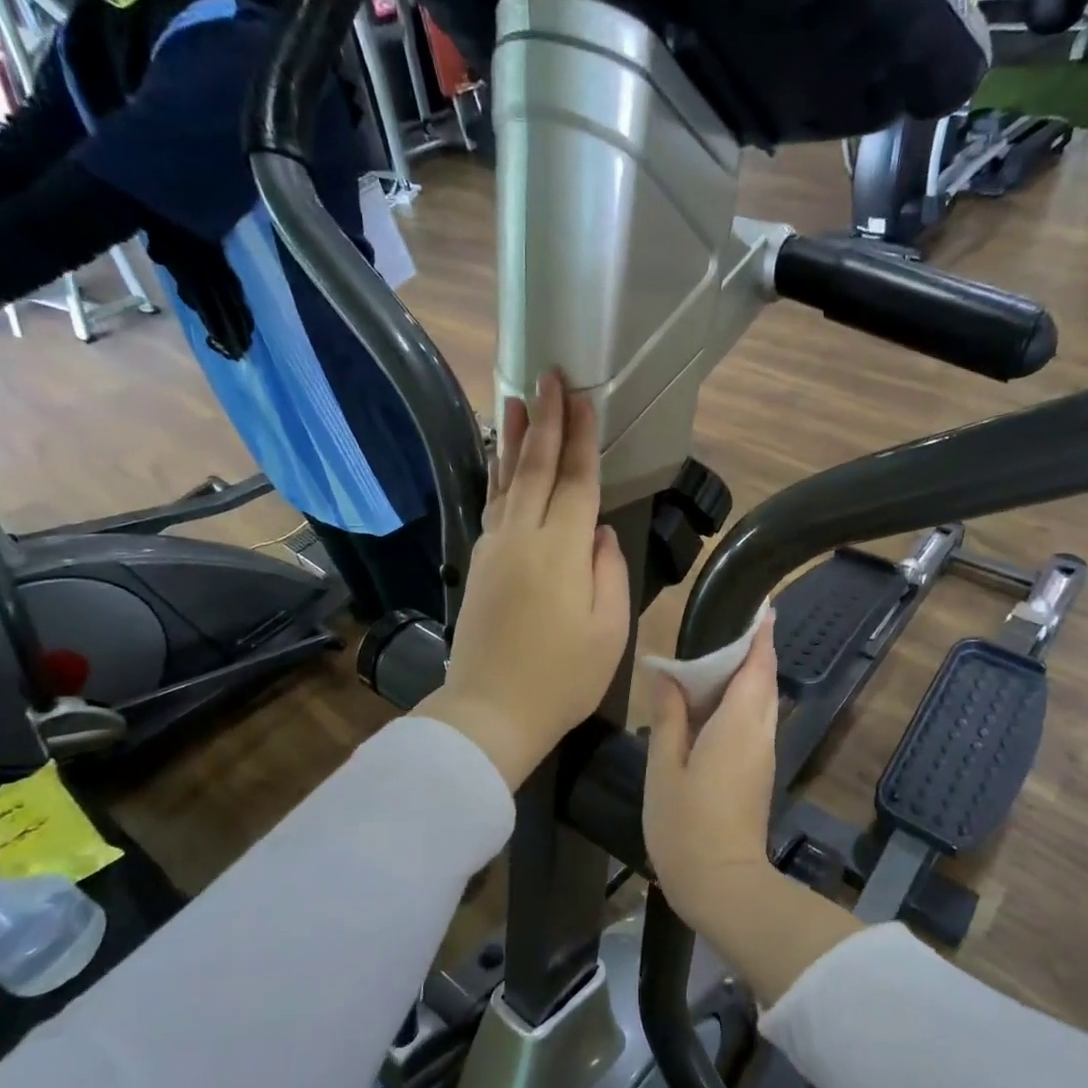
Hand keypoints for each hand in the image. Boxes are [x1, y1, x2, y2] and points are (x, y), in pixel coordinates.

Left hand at [416, 371, 631, 790]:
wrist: (491, 711)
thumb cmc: (563, 679)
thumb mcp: (609, 630)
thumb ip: (608, 571)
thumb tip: (597, 530)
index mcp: (561, 552)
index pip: (575, 481)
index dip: (582, 438)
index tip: (584, 398)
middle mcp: (523, 537)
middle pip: (535, 468)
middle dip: (545, 420)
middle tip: (548, 376)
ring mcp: (494, 548)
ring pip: (506, 481)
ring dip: (513, 437)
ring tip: (515, 398)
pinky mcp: (479, 563)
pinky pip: (492, 504)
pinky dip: (499, 474)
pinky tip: (503, 462)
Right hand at [643, 621, 780, 930]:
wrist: (723, 886)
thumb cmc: (686, 824)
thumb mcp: (665, 765)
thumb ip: (669, 715)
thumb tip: (668, 674)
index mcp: (738, 724)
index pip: (757, 667)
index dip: (760, 635)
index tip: (762, 608)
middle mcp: (759, 733)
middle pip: (763, 680)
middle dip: (749, 652)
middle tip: (720, 631)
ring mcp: (762, 754)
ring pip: (760, 702)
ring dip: (741, 678)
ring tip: (707, 662)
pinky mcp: (757, 772)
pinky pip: (752, 722)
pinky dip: (736, 703)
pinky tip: (705, 706)